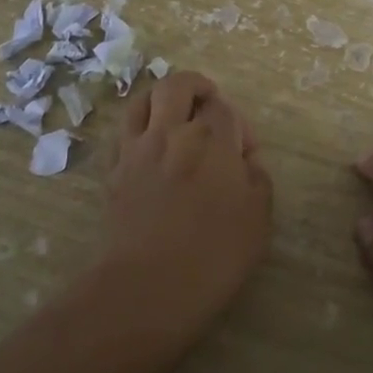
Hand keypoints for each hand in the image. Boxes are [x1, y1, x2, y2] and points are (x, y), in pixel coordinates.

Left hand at [106, 70, 272, 326]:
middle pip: (178, 85)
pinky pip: (122, 133)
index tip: (244, 155)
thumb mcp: (259, 216)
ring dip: (161, 100)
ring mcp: (136, 150)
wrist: (148, 287)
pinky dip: (137, 129)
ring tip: (175, 117)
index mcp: (212, 138)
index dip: (239, 125)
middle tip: (209, 108)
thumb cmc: (214, 254)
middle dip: (197, 88)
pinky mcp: (113, 172)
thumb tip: (244, 161)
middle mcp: (171, 132)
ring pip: (142, 100)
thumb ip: (257, 177)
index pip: (225, 108)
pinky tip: (149, 148)